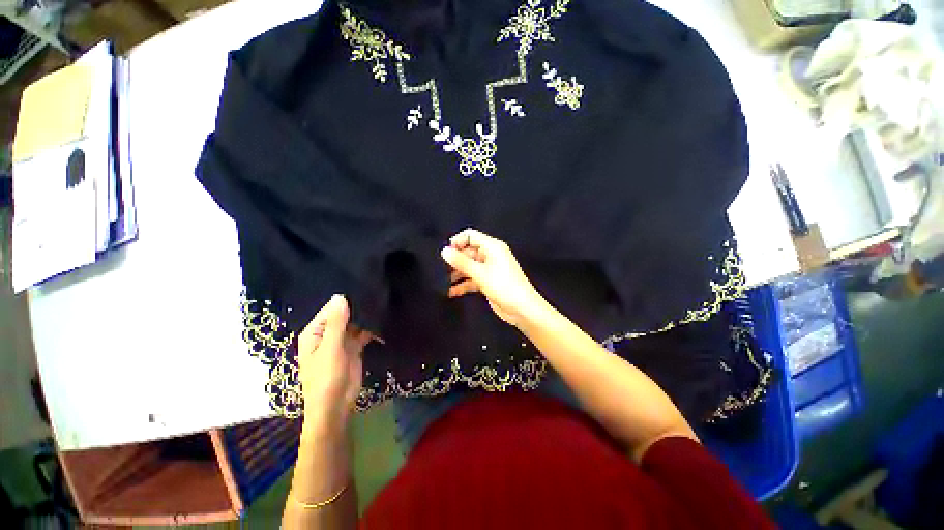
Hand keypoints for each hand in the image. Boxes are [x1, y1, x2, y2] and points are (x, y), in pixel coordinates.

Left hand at [297, 295, 371, 429]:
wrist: (336, 406)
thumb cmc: (326, 378)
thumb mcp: (331, 348)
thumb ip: (337, 323)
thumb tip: (340, 296)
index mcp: (315, 333)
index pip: (330, 310)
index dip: (345, 301)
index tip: (363, 289)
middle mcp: (327, 335)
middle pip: (343, 316)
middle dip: (357, 308)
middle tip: (376, 295)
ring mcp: (341, 342)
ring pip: (354, 324)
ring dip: (365, 318)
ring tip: (382, 304)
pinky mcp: (353, 348)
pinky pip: (362, 334)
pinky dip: (371, 329)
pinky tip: (382, 321)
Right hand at [441, 228, 546, 325]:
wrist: (522, 309)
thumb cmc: (503, 286)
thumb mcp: (480, 273)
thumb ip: (461, 262)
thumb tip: (444, 251)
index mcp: (492, 247)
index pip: (471, 235)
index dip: (457, 242)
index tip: (445, 253)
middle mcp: (491, 255)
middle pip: (468, 252)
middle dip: (455, 260)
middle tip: (440, 269)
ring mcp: (489, 269)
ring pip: (469, 267)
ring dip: (457, 273)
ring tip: (442, 281)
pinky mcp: (488, 282)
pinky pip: (472, 279)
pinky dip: (463, 284)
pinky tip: (451, 292)